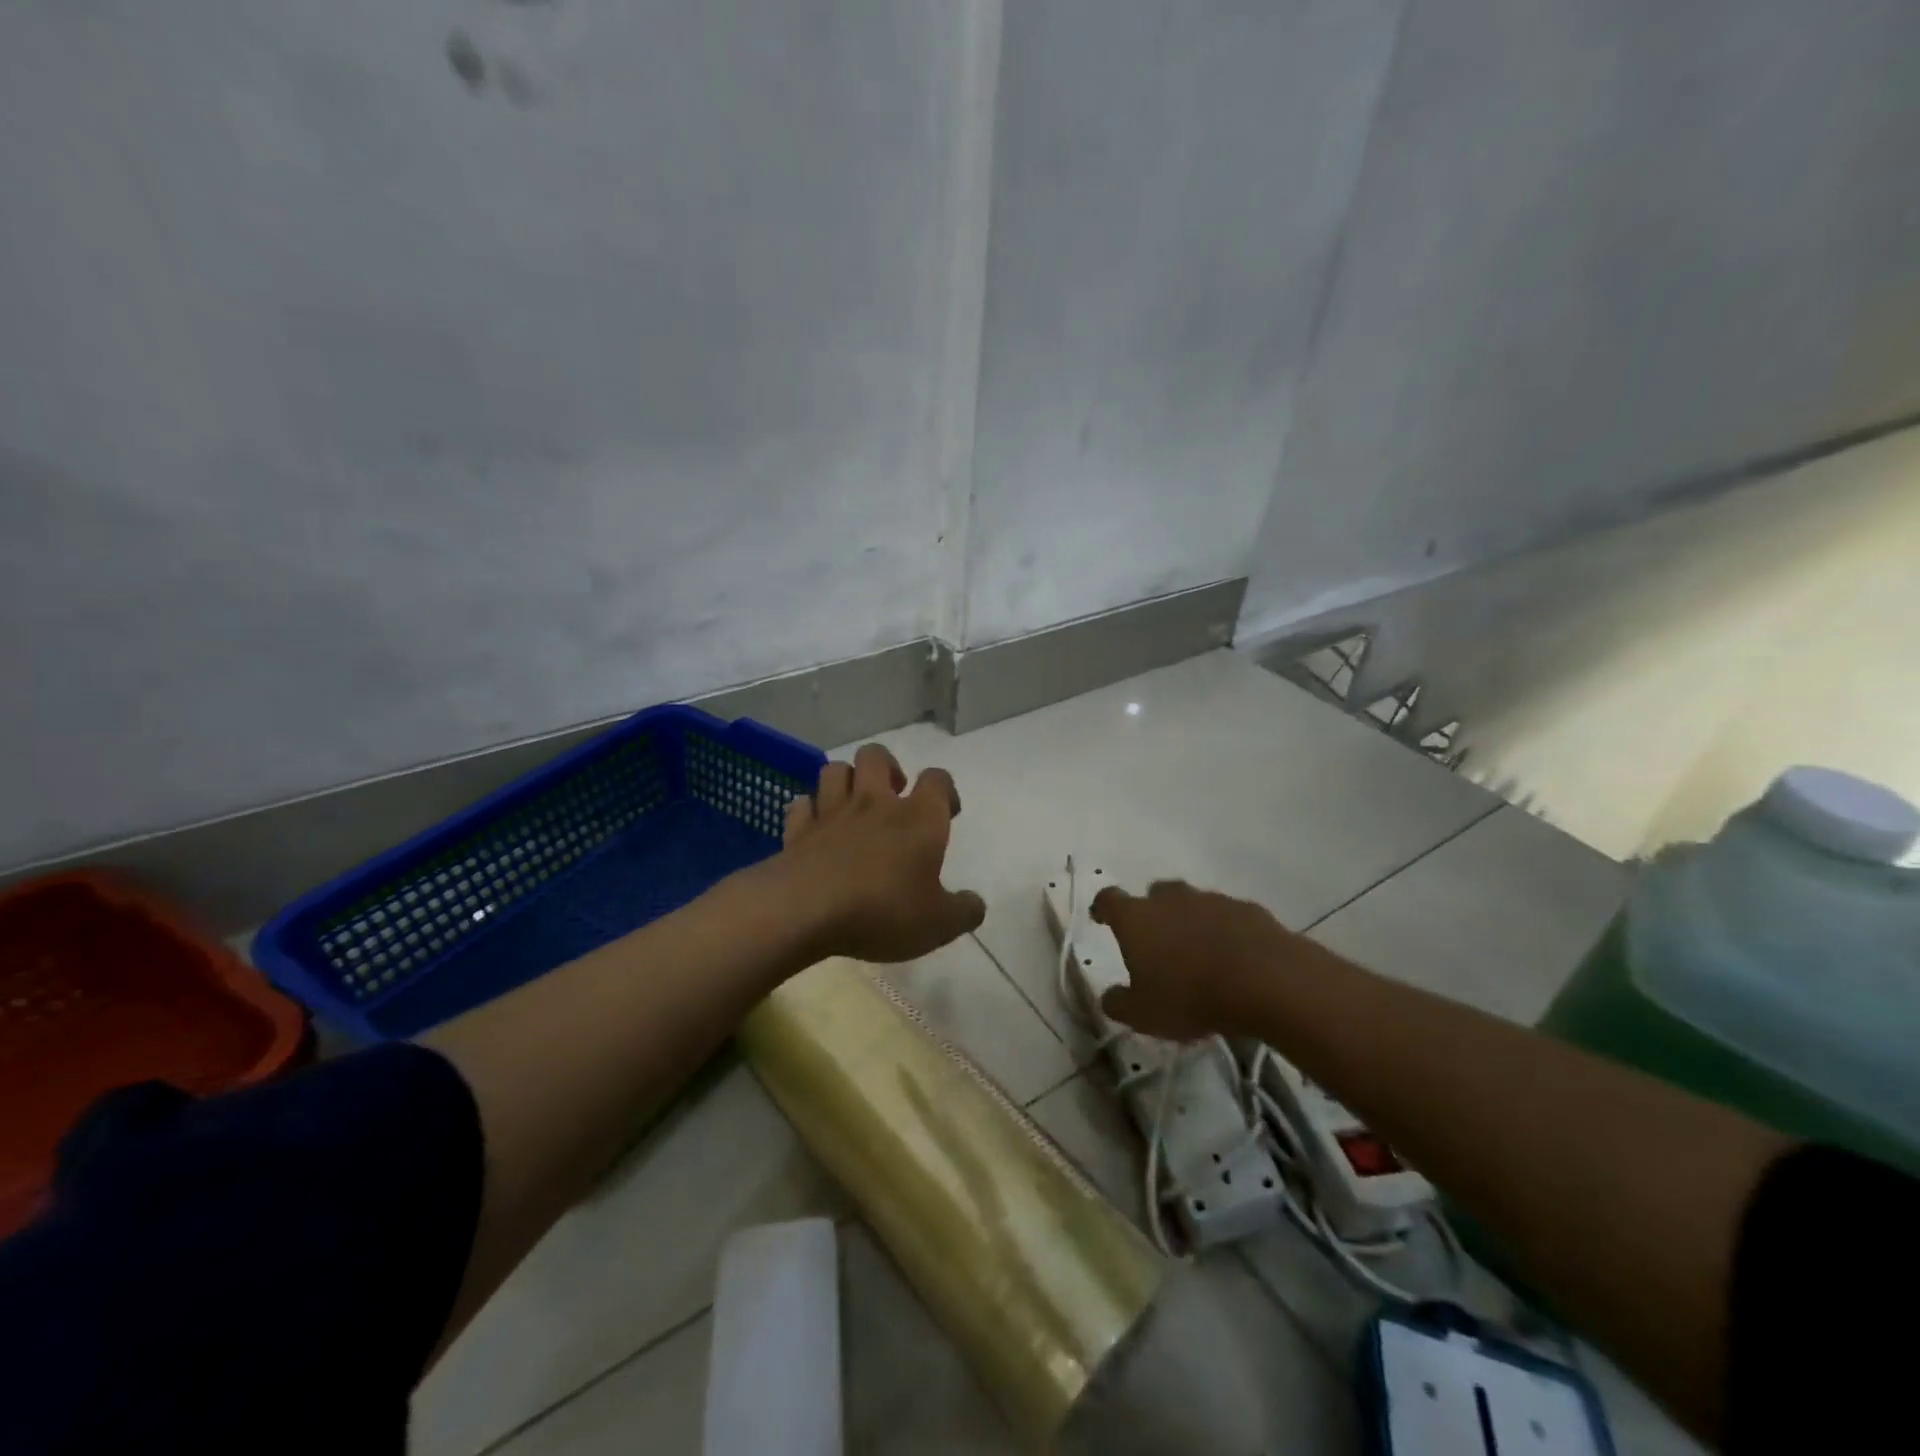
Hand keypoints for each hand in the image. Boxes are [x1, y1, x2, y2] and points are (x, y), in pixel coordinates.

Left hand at [778, 743, 986, 963]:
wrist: (806, 910)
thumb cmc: (882, 910)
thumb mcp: (938, 924)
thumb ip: (963, 911)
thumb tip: (975, 904)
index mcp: (917, 818)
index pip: (937, 780)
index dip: (945, 789)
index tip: (947, 811)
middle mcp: (875, 804)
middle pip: (877, 756)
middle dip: (887, 767)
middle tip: (894, 796)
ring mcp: (831, 813)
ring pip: (835, 770)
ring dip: (846, 780)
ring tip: (853, 804)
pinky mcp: (798, 830)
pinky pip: (802, 805)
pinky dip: (809, 810)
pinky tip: (815, 825)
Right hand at [1089, 880, 1291, 1039]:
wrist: (1266, 980)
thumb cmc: (1191, 996)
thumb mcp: (1144, 1014)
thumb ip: (1119, 1004)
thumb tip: (1109, 997)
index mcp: (1137, 918)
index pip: (1109, 899)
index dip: (1103, 908)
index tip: (1101, 918)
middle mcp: (1170, 899)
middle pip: (1154, 894)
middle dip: (1152, 913)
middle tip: (1156, 941)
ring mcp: (1211, 900)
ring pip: (1192, 904)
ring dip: (1190, 921)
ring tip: (1198, 954)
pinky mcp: (1247, 909)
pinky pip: (1227, 916)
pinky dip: (1224, 931)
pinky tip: (1233, 957)